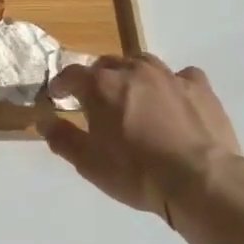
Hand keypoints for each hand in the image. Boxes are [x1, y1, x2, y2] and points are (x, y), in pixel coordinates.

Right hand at [43, 56, 239, 223]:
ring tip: (135, 95)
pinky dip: (173, 84)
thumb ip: (62, 138)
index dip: (62, 84)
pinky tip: (175, 100)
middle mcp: (133, 70)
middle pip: (107, 64)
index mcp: (101, 85)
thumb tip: (43, 121)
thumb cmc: (135, 172)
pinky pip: (182, 76)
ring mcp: (169, 76)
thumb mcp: (88, 163)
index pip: (72, 74)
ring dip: (133, 75)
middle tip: (98, 100)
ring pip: (143, 63)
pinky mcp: (200, 88)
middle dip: (98, 78)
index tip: (58, 95)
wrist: (199, 180)